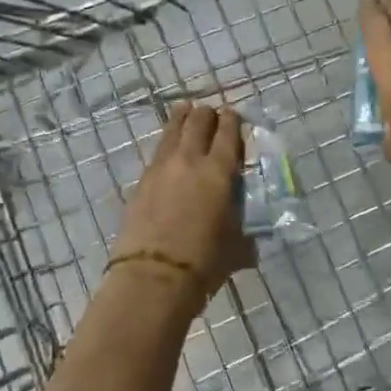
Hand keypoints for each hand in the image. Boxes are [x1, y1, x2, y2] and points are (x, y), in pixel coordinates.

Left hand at [109, 103, 253, 309]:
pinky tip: (169, 147)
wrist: (152, 278)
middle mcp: (190, 160)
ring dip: (182, 117)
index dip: (232, 120)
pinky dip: (167, 142)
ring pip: (172, 129)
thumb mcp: (237, 246)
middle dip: (207, 114)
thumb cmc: (203, 263)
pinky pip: (158, 150)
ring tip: (186, 111)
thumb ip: (244, 230)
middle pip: (198, 121)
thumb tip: (249, 235)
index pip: (228, 132)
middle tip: (212, 115)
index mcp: (219, 171)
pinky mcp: (141, 181)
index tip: (234, 116)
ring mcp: (161, 167)